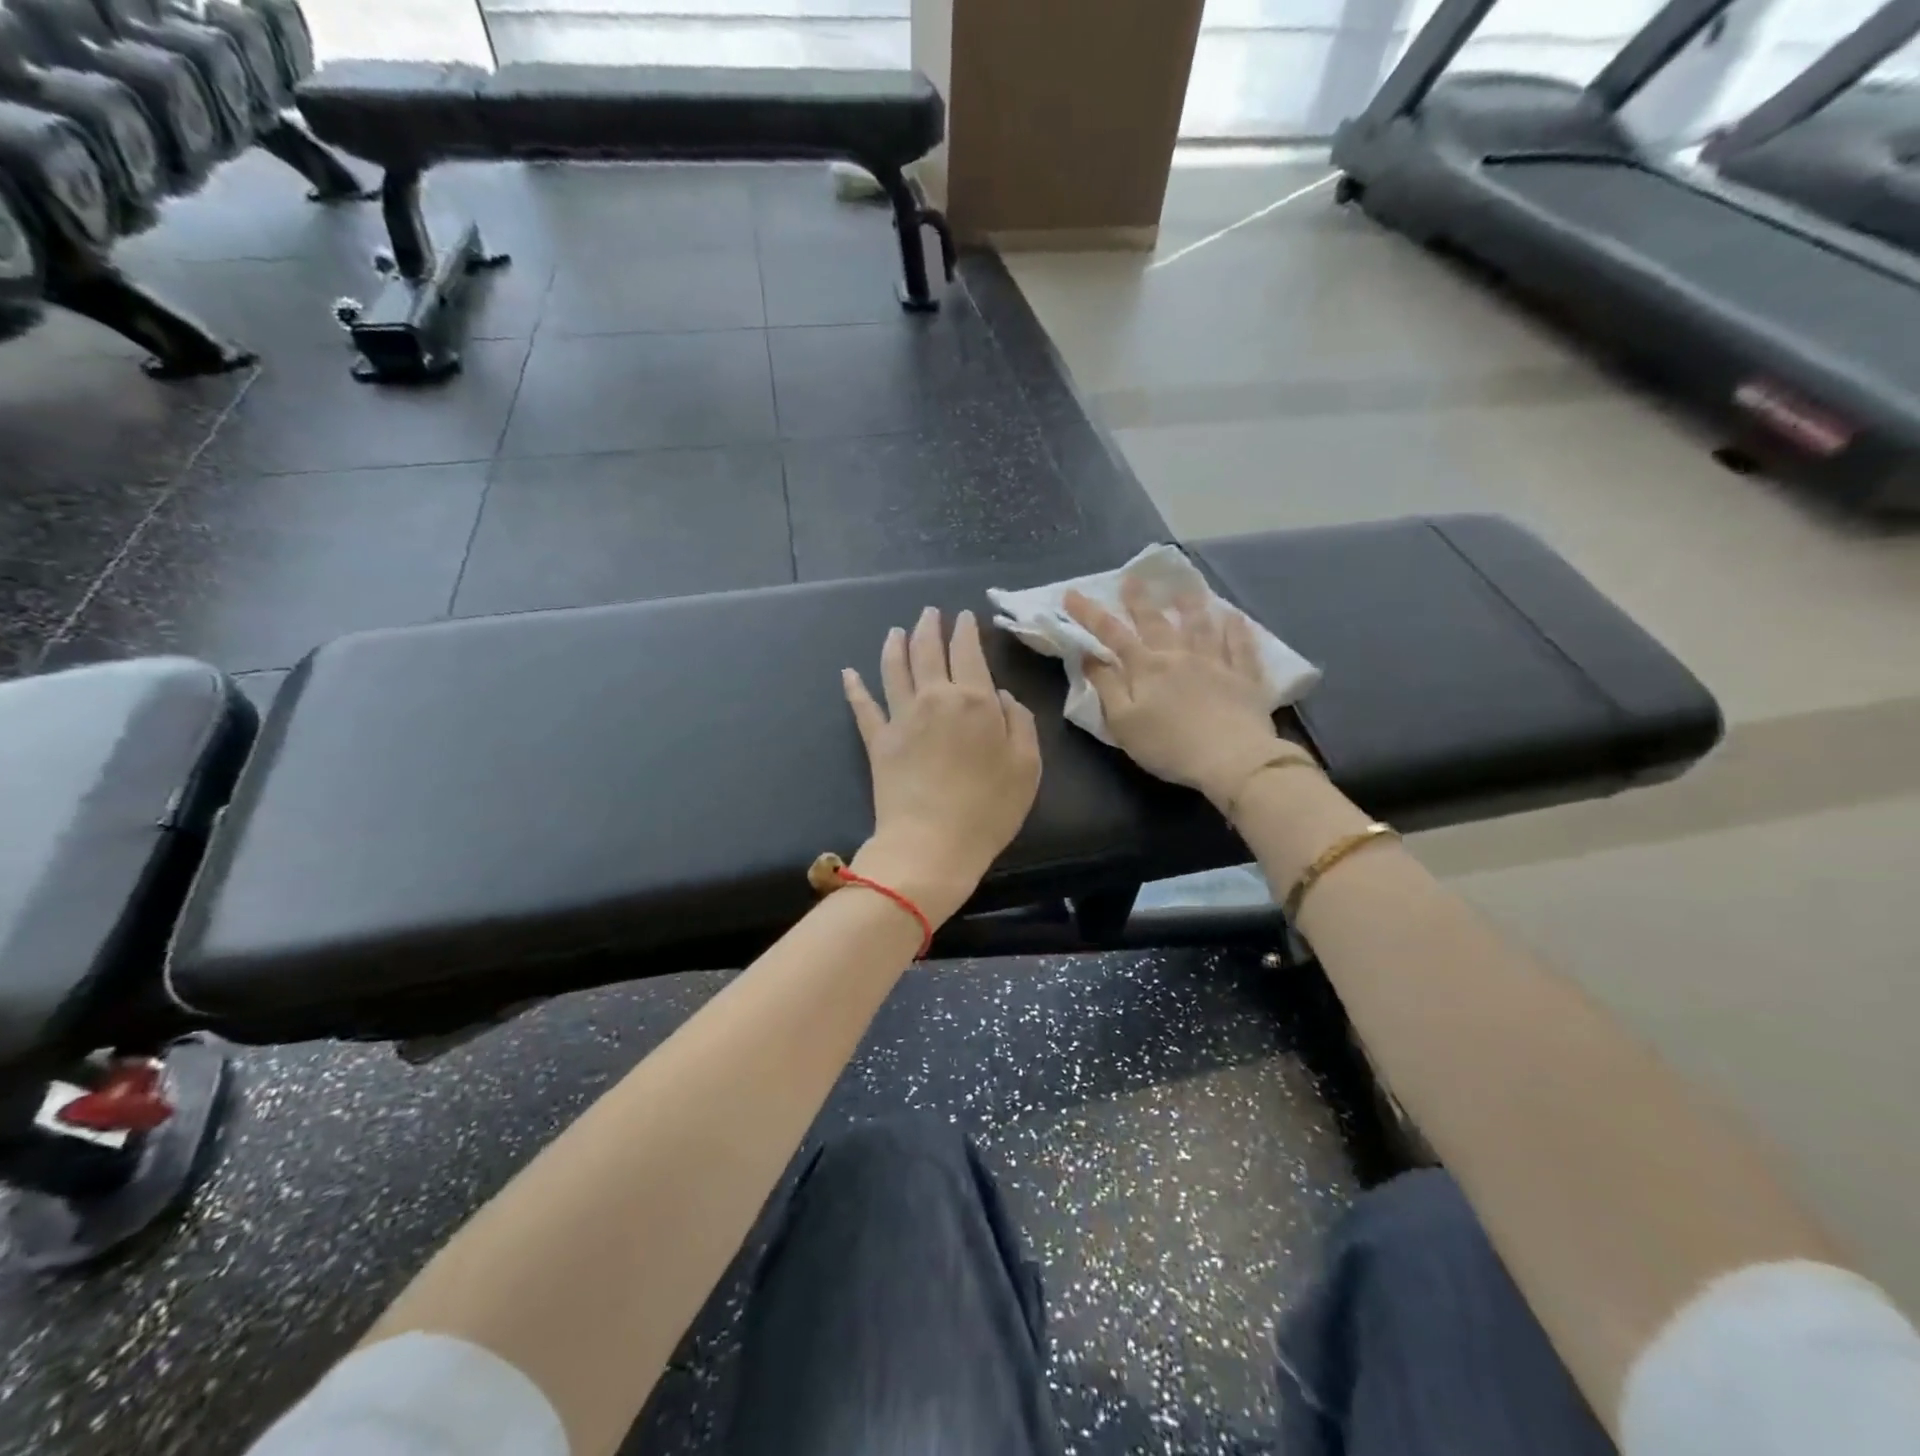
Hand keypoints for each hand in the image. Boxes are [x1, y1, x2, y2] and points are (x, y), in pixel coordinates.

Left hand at [842, 607, 1041, 925]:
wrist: (932, 844)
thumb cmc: (989, 808)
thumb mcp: (1027, 766)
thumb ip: (1020, 723)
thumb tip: (1002, 697)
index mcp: (974, 699)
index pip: (968, 651)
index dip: (966, 630)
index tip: (965, 617)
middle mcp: (934, 698)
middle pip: (927, 651)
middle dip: (929, 627)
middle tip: (929, 613)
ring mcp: (901, 718)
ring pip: (893, 669)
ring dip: (894, 645)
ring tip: (895, 631)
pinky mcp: (877, 742)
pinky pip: (863, 707)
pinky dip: (854, 688)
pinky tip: (848, 673)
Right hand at [1065, 579, 1304, 810]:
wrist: (1232, 759)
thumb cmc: (1168, 746)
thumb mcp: (1123, 723)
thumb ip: (1106, 687)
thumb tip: (1089, 656)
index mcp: (1146, 668)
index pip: (1112, 634)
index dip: (1090, 613)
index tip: (1073, 593)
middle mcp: (1179, 656)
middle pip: (1156, 622)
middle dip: (1140, 600)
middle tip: (1132, 578)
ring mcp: (1215, 663)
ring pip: (1201, 626)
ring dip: (1191, 605)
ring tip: (1184, 588)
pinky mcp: (1244, 677)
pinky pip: (1241, 646)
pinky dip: (1237, 629)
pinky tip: (1235, 616)